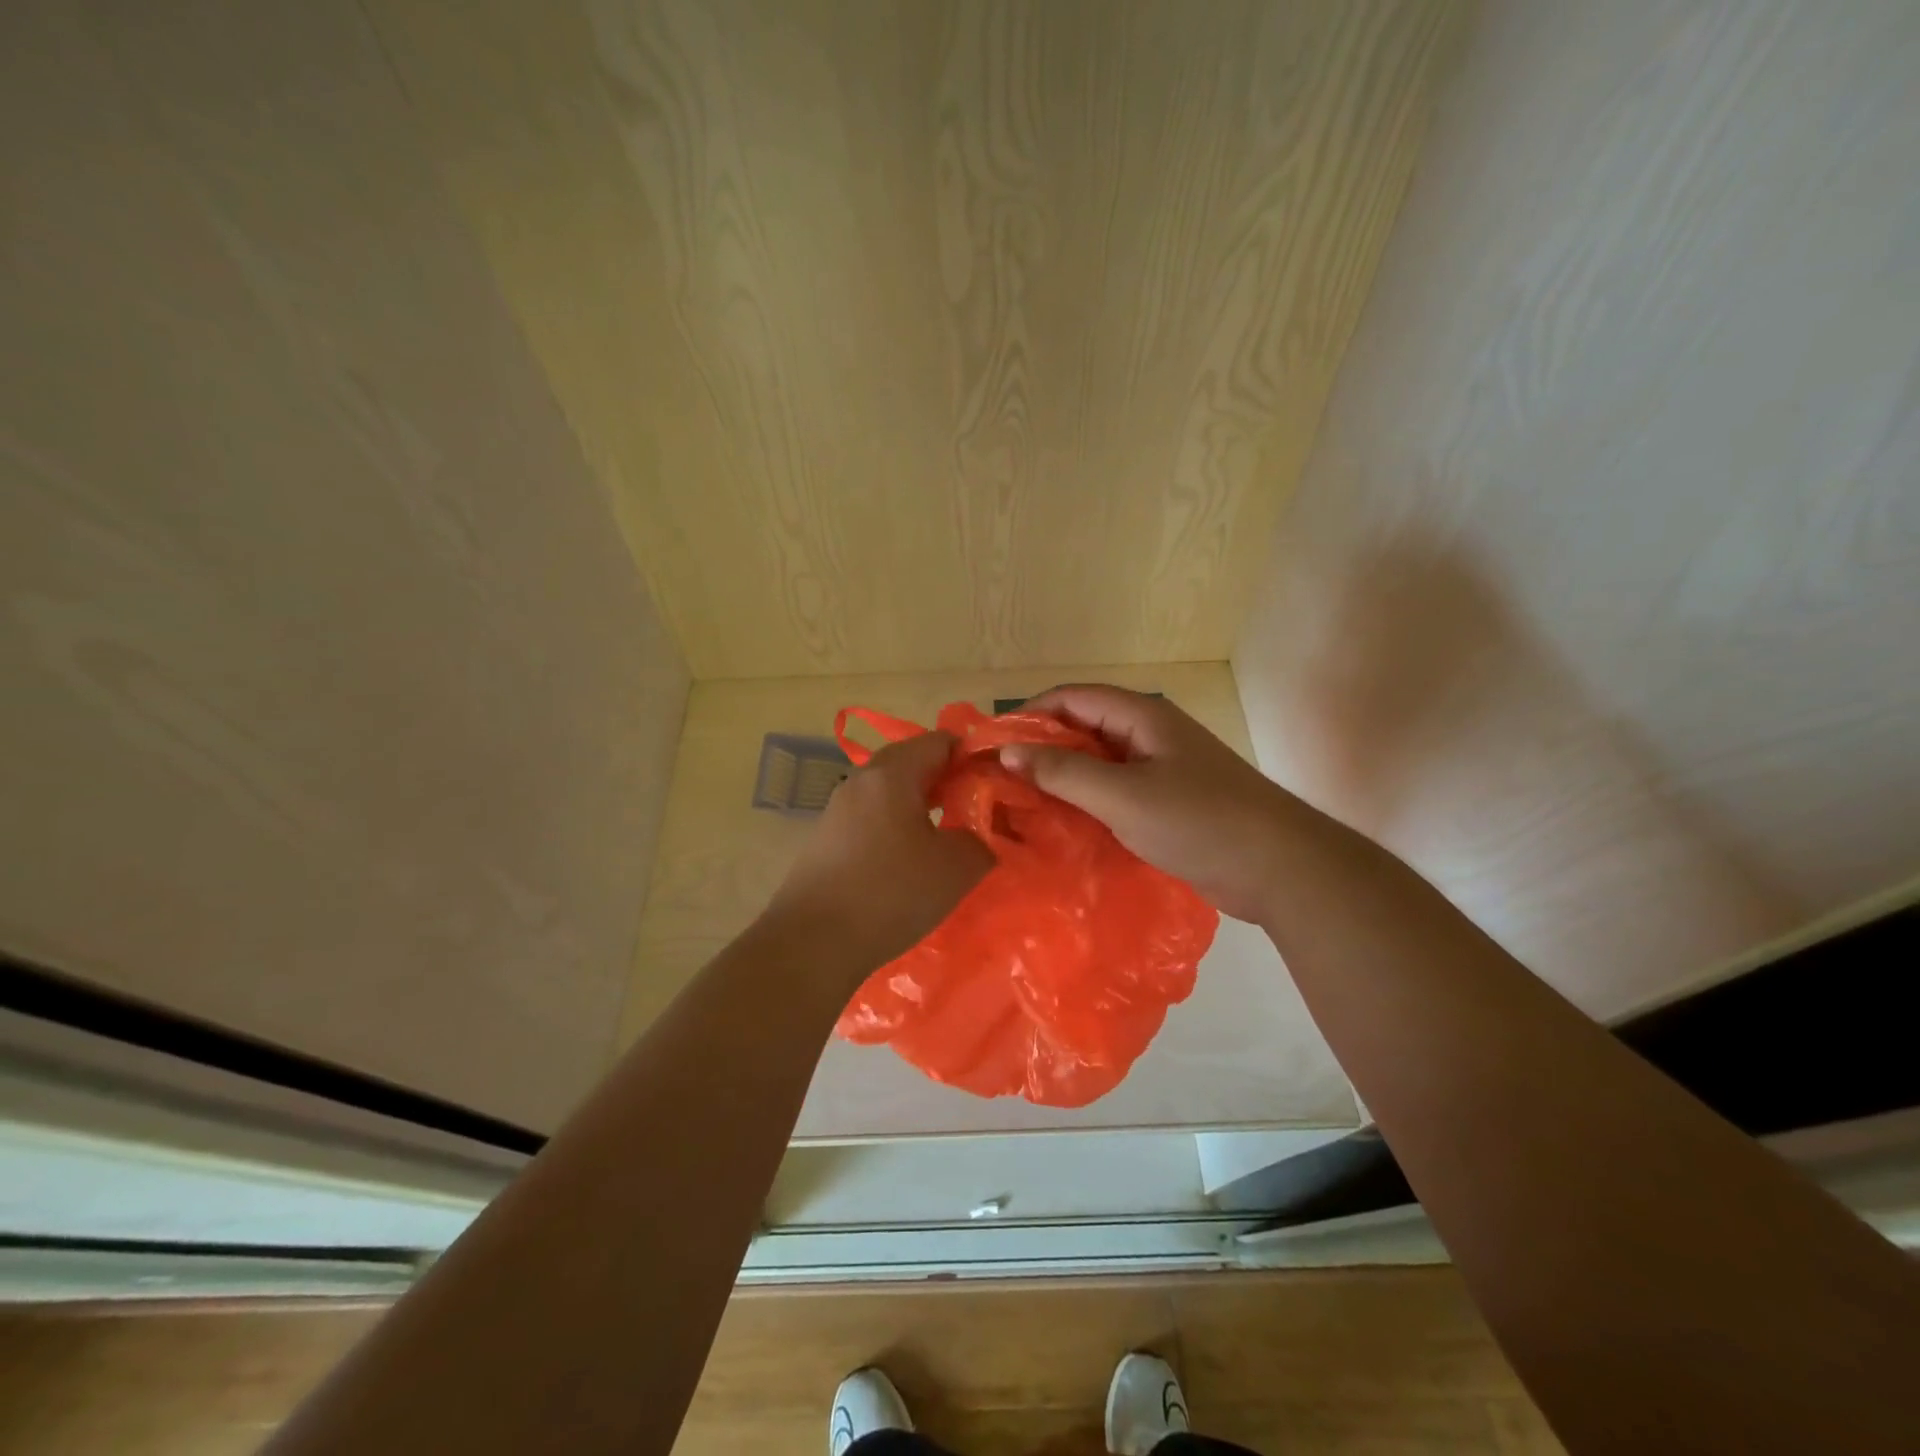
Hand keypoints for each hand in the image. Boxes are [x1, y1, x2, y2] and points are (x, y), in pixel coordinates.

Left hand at [767, 731, 994, 974]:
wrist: (812, 942)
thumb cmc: (890, 893)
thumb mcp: (956, 868)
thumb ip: (982, 838)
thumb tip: (983, 831)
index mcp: (891, 773)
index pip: (940, 741)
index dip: (973, 756)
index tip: (996, 784)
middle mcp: (860, 780)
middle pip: (912, 762)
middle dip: (948, 780)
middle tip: (976, 808)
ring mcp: (838, 808)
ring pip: (890, 790)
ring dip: (921, 804)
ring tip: (947, 835)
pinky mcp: (826, 837)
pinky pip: (872, 815)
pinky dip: (896, 824)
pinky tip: (909, 859)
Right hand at [999, 684, 1298, 922]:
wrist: (1280, 868)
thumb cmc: (1199, 821)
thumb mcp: (1123, 797)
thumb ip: (1064, 772)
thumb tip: (1009, 751)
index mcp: (1142, 717)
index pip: (1073, 697)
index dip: (1030, 714)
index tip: (993, 743)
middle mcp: (1150, 736)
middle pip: (1084, 728)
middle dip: (1042, 748)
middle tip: (1000, 778)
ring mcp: (1162, 770)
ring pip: (1099, 763)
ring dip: (1063, 778)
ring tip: (1021, 803)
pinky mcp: (1169, 804)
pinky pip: (1116, 793)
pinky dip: (1087, 802)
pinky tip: (1063, 826)